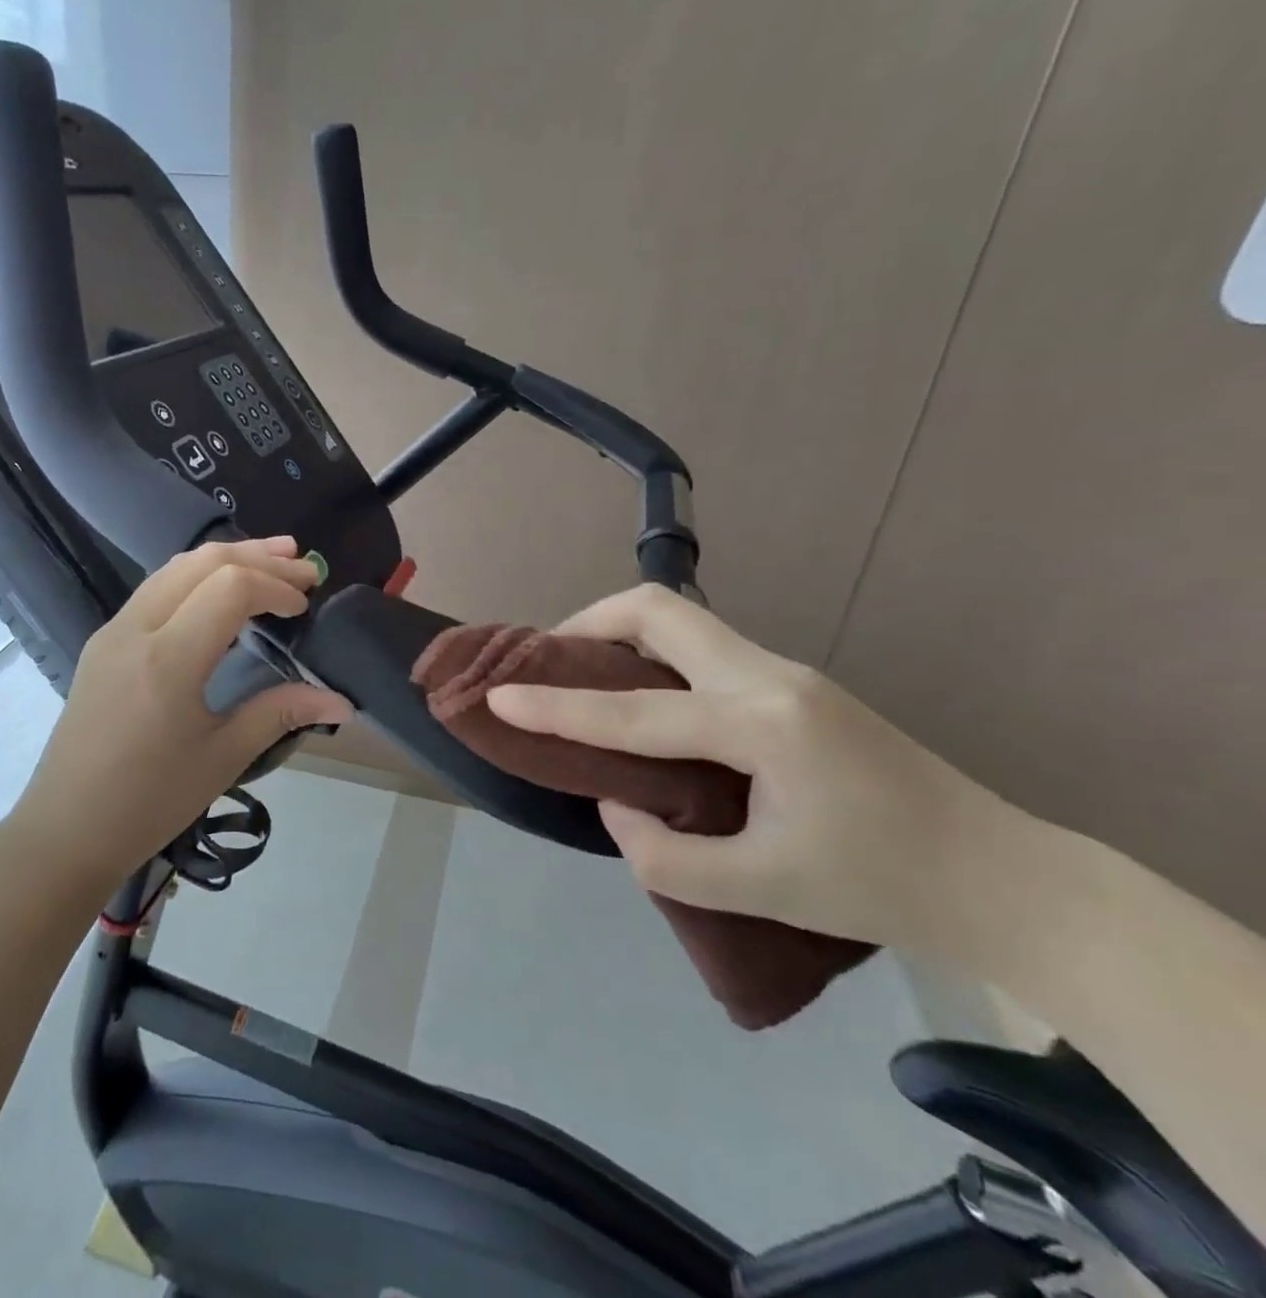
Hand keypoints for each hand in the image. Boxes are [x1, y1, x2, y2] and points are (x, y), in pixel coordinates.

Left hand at [20, 537, 351, 881]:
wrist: (66, 831)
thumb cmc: (150, 802)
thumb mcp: (223, 758)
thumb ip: (281, 713)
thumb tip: (341, 702)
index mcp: (168, 659)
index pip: (230, 587)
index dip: (276, 586)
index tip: (305, 608)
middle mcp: (136, 629)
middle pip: (203, 562)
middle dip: (260, 558)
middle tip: (305, 566)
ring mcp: (113, 631)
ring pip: (175, 568)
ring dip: (227, 558)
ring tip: (273, 559)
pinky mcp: (104, 642)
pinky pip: (155, 589)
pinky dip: (197, 577)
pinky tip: (221, 592)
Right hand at [485, 584, 1017, 948]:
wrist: (1002, 878)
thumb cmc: (882, 888)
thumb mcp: (760, 891)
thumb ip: (664, 856)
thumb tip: (617, 802)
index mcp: (760, 725)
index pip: (632, 709)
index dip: (555, 706)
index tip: (498, 695)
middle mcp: (769, 677)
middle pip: (659, 611)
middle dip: (588, 624)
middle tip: (549, 663)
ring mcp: (786, 673)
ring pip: (682, 622)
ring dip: (621, 635)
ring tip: (585, 679)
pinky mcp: (793, 685)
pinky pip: (703, 648)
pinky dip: (653, 658)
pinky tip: (644, 702)